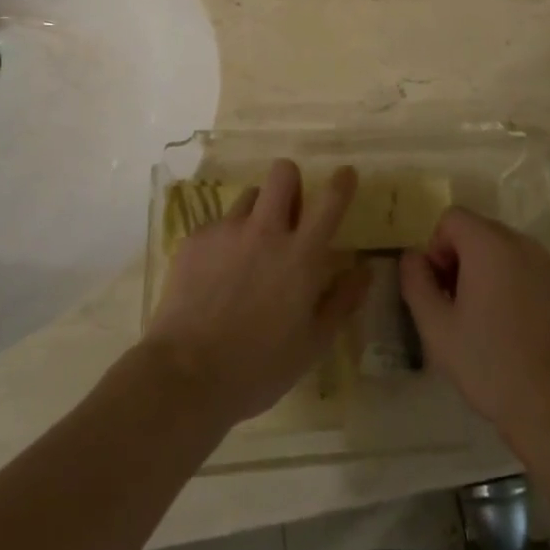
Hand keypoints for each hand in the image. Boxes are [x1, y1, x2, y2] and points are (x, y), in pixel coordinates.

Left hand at [144, 160, 369, 427]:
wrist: (185, 376)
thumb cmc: (259, 367)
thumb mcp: (313, 344)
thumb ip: (342, 301)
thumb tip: (364, 269)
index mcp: (300, 255)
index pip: (329, 201)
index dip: (341, 182)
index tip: (345, 175)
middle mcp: (265, 231)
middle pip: (283, 173)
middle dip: (291, 182)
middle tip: (289, 212)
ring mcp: (227, 231)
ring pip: (249, 196)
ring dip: (257, 212)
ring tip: (249, 249)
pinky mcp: (195, 239)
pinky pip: (218, 224)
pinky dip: (225, 240)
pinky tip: (216, 275)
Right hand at [400, 208, 549, 448]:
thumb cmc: (487, 362)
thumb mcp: (436, 326)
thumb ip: (416, 282)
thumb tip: (412, 256)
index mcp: (489, 244)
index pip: (452, 218)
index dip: (437, 248)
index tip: (440, 289)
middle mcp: (522, 243)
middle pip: (479, 231)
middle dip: (460, 259)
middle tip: (456, 306)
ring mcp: (548, 265)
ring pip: (504, 250)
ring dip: (486, 271)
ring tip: (483, 319)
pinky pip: (528, 270)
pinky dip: (513, 284)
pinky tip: (512, 327)